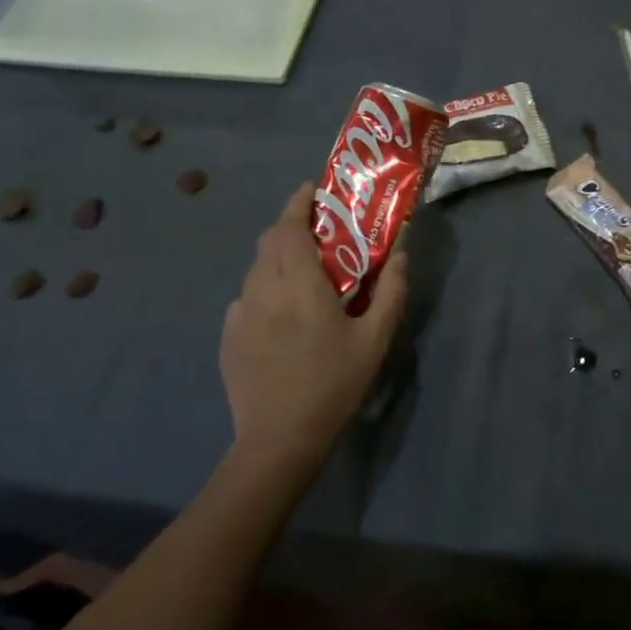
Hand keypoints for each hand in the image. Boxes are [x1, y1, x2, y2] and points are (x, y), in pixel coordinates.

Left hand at [220, 182, 407, 466]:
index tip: (313, 189)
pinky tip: (283, 311)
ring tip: (303, 268)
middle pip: (269, 242)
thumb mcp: (375, 339)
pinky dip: (265, 287)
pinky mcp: (229, 338)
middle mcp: (263, 292)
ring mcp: (240, 315)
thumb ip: (391, 291)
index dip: (298, 203)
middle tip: (317, 227)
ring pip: (256, 268)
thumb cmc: (334, 384)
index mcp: (300, 288)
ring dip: (277, 256)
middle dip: (289, 225)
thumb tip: (401, 254)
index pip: (289, 230)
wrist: (279, 440)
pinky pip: (247, 297)